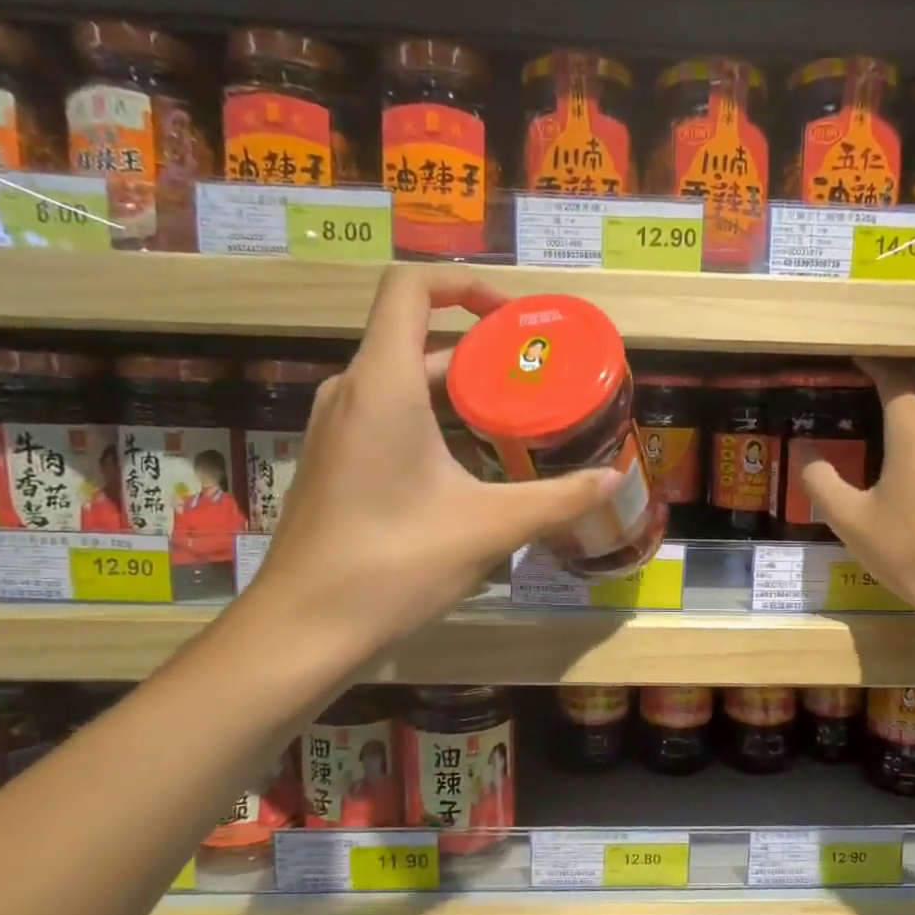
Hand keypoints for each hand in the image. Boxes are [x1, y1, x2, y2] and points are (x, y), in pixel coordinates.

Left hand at [244, 265, 619, 656]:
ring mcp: (336, 428)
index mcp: (383, 383)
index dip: (465, 285)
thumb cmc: (394, 564)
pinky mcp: (335, 462)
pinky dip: (433, 420)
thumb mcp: (488, 527)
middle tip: (536, 379)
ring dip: (459, 391)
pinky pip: (387, 416)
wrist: (303, 629)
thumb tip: (612, 480)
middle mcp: (351, 391)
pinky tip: (471, 466)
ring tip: (515, 420)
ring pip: (403, 381)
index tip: (514, 321)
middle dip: (480, 351)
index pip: (411, 287)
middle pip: (415, 336)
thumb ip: (557, 498)